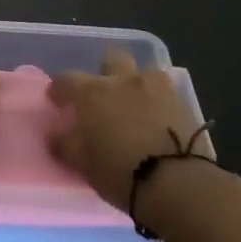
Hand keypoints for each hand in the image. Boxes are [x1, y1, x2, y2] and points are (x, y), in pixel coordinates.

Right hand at [50, 49, 210, 212]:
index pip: (67, 79)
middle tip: (103, 95)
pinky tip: (157, 121)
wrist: (178, 184)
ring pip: (144, 72)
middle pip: (112, 57)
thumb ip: (67, 145)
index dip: (59, 89)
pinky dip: (158, 102)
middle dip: (105, 70)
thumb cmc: (121, 173)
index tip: (57, 101)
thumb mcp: (84, 165)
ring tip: (135, 107)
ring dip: (136, 84)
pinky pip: (166, 93)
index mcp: (93, 93)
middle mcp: (124, 81)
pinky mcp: (183, 103)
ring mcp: (157, 88)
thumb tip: (57, 136)